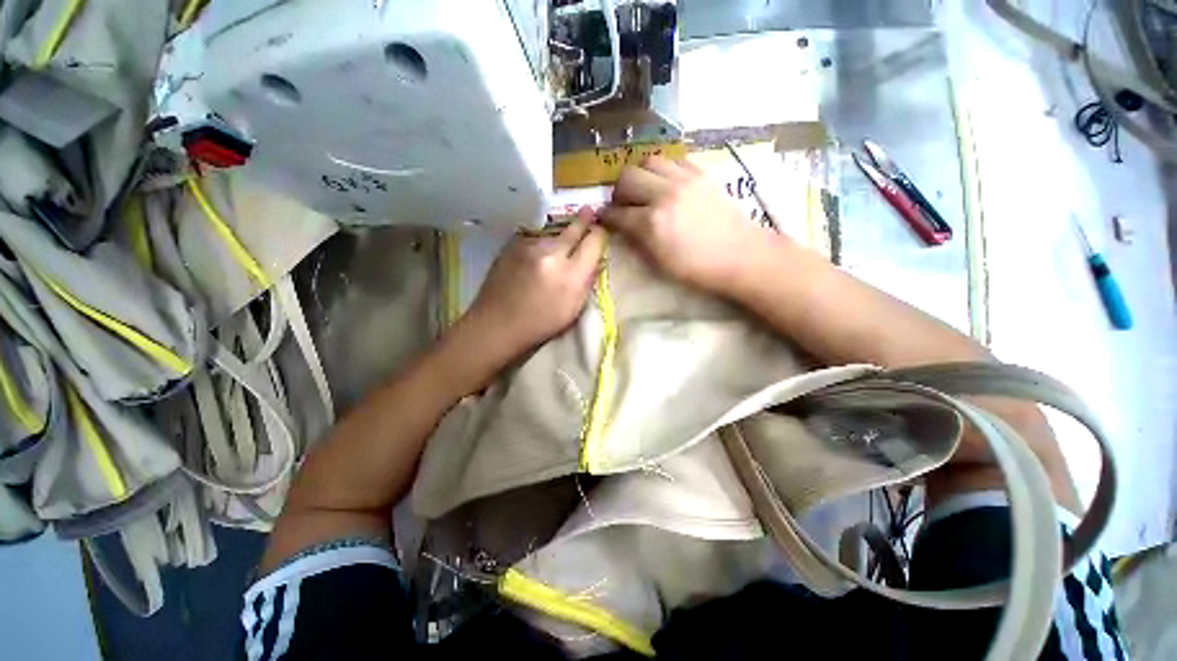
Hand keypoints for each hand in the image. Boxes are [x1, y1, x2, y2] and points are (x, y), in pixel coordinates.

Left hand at [462, 207, 606, 359]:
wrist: (496, 324)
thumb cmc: (540, 324)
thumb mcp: (573, 309)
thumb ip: (587, 281)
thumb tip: (596, 259)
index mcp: (570, 275)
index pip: (594, 242)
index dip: (600, 235)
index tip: (601, 232)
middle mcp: (550, 254)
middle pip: (574, 229)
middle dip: (584, 220)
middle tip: (590, 210)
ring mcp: (528, 246)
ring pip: (553, 234)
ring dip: (559, 238)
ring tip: (557, 249)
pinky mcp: (512, 244)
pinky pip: (535, 239)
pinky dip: (540, 245)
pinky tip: (536, 257)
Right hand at [599, 156, 781, 294]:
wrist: (740, 255)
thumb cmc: (697, 268)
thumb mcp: (659, 264)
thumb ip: (636, 241)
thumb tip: (622, 227)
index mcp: (652, 223)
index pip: (617, 213)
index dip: (607, 217)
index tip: (605, 219)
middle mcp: (664, 194)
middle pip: (626, 177)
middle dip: (618, 192)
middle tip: (623, 204)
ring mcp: (684, 180)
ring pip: (648, 161)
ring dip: (639, 175)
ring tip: (644, 190)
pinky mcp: (700, 173)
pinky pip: (672, 160)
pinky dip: (662, 170)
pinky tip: (665, 184)